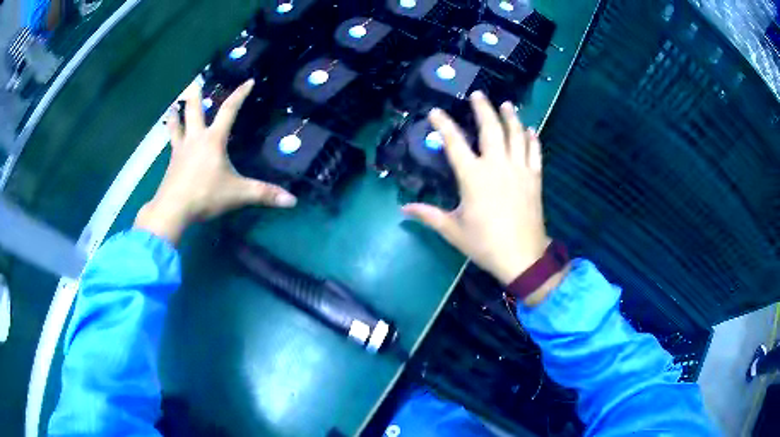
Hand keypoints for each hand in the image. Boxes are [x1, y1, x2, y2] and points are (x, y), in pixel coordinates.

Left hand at [135, 80, 296, 243]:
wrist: (173, 209)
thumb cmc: (205, 195)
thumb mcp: (238, 194)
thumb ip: (264, 194)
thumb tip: (293, 201)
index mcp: (214, 140)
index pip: (229, 111)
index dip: (240, 95)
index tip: (248, 81)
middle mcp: (195, 138)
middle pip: (193, 110)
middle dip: (194, 94)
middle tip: (194, 81)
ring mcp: (180, 150)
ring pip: (177, 125)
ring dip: (176, 114)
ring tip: (173, 106)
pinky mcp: (171, 163)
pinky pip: (171, 144)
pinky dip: (171, 136)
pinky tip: (170, 138)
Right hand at [403, 92, 562, 305]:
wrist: (522, 257)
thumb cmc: (485, 243)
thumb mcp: (453, 230)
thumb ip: (428, 215)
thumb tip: (403, 209)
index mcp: (473, 177)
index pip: (454, 143)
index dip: (443, 125)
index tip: (435, 111)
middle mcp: (497, 166)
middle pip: (491, 129)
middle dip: (483, 108)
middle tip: (478, 94)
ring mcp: (519, 170)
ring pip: (516, 135)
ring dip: (511, 117)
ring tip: (507, 104)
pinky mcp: (535, 179)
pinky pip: (535, 153)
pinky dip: (532, 139)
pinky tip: (531, 130)